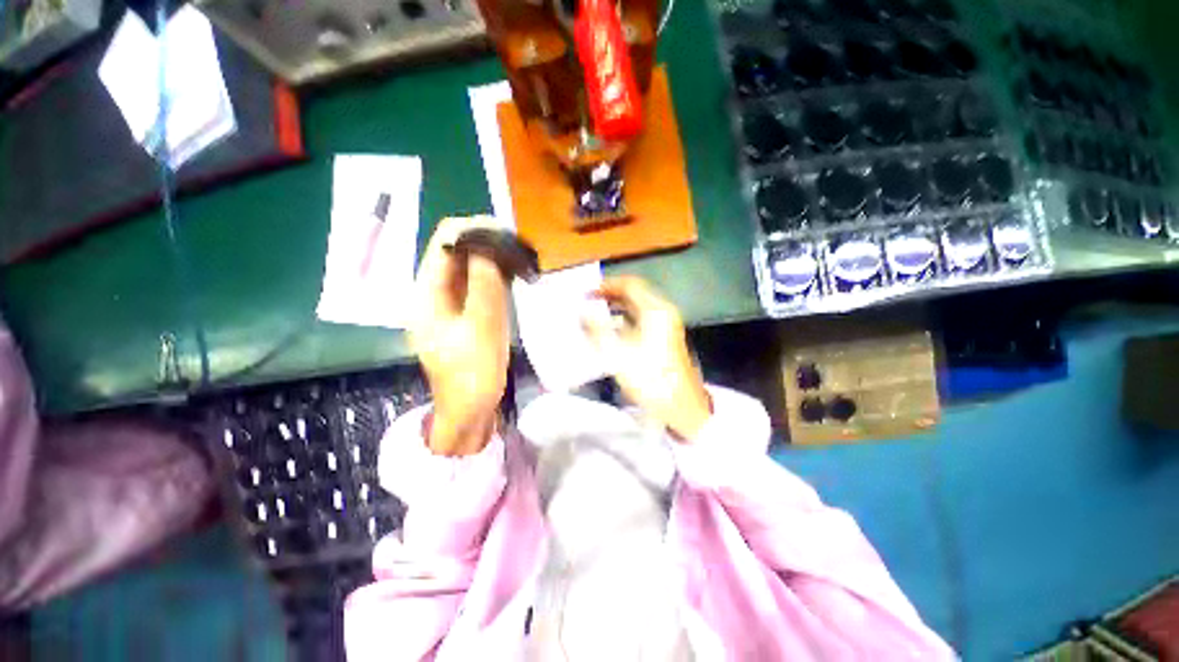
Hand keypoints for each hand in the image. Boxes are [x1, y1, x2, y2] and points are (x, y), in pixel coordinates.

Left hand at [410, 216, 509, 455]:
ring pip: (471, 265)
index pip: (445, 243)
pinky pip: (481, 282)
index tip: (507, 232)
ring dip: (494, 257)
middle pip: (458, 250)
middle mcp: (436, 291)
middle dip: (487, 241)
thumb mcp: (481, 330)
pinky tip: (516, 274)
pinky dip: (498, 273)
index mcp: (427, 294)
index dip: (474, 230)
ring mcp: (452, 301)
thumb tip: (490, 246)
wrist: (470, 409)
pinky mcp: (468, 310)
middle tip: (520, 247)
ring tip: (521, 257)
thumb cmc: (472, 375)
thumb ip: (484, 287)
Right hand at [584, 276, 711, 439]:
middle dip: (611, 295)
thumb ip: (596, 329)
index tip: (587, 292)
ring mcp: (666, 326)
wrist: (680, 407)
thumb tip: (581, 313)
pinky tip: (611, 331)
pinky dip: (626, 320)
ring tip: (596, 314)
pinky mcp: (665, 339)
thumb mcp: (617, 353)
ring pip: (638, 308)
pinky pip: (642, 320)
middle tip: (589, 301)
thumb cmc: (649, 378)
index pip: (630, 285)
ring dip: (617, 308)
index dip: (607, 285)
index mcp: (656, 310)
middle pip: (635, 294)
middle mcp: (663, 313)